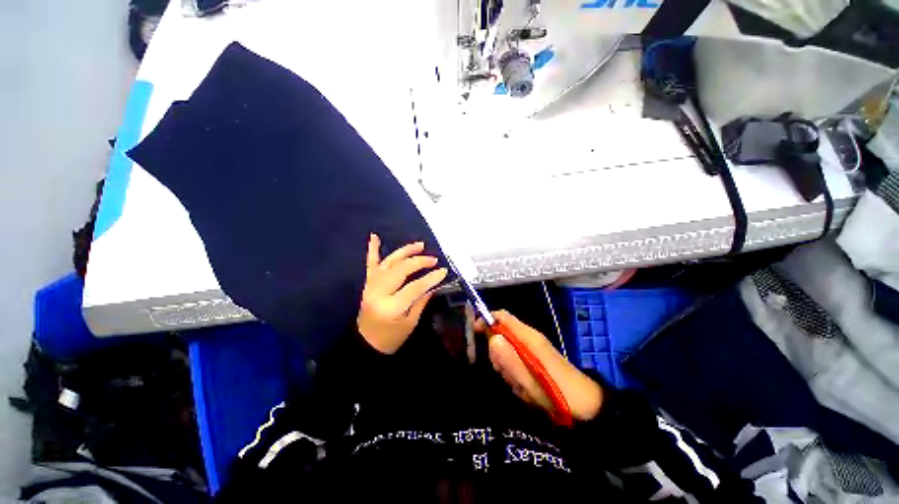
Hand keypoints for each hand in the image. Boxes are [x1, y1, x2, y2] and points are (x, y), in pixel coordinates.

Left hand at [358, 234, 447, 353]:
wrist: (366, 344)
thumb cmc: (391, 338)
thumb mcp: (411, 323)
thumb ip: (421, 301)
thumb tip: (435, 284)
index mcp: (391, 306)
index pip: (414, 287)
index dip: (431, 278)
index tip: (444, 271)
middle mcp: (379, 292)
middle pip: (401, 270)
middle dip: (419, 262)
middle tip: (433, 259)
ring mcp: (371, 286)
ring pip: (389, 262)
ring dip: (405, 251)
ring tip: (420, 245)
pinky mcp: (368, 283)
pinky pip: (370, 264)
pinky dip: (373, 249)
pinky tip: (374, 236)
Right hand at [475, 311, 602, 422]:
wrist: (589, 407)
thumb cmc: (560, 394)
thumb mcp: (531, 382)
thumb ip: (510, 360)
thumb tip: (492, 339)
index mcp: (528, 337)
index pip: (502, 316)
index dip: (486, 319)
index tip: (475, 332)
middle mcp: (530, 339)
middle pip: (501, 334)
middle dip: (497, 353)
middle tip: (505, 372)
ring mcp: (533, 349)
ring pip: (507, 350)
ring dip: (507, 367)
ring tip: (520, 385)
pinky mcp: (536, 359)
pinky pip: (516, 361)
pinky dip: (516, 374)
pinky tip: (526, 389)